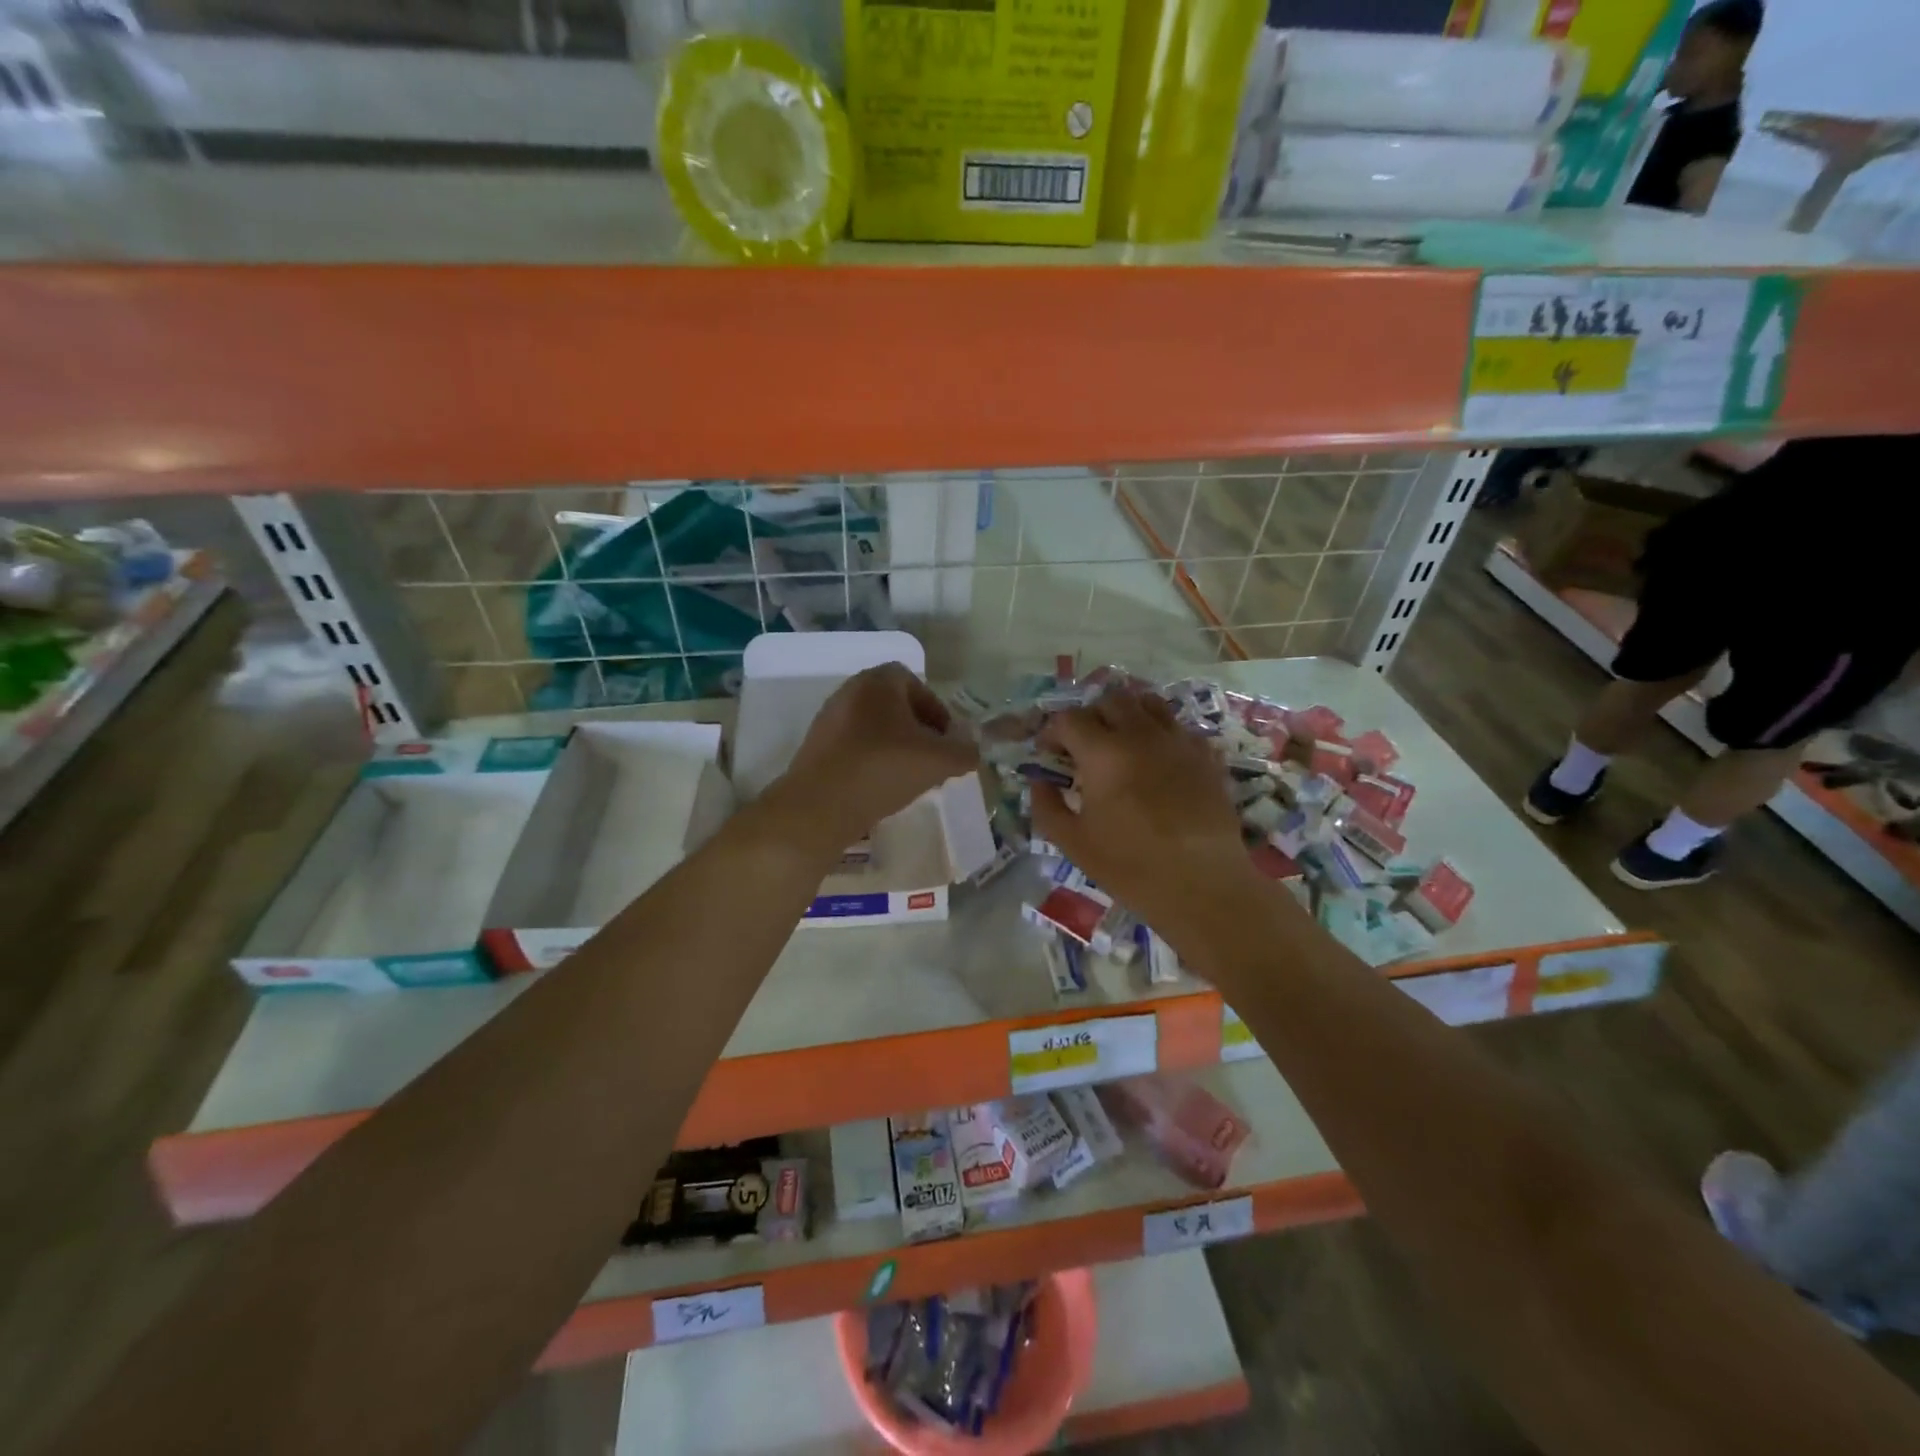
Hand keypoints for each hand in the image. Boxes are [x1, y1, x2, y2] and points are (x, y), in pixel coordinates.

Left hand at [775, 662, 979, 846]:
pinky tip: (880, 786)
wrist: (820, 806)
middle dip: (917, 730)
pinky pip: (853, 746)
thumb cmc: (883, 769)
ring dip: (894, 746)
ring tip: (909, 776)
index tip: (947, 740)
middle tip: (932, 758)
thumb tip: (971, 750)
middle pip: (893, 705)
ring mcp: (829, 719)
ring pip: (873, 727)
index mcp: (878, 681)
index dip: (936, 710)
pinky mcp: (815, 747)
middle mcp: (850, 691)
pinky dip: (871, 760)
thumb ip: (964, 752)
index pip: (915, 683)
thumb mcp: (938, 761)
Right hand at [1030, 690, 1255, 936]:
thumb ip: (1047, 806)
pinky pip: (1177, 726)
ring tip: (1120, 741)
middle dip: (1089, 717)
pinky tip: (1156, 760)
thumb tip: (1039, 782)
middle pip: (1109, 700)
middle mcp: (1141, 735)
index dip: (1051, 732)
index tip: (1048, 754)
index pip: (1069, 719)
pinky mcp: (1206, 755)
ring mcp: (1178, 741)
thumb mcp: (1073, 843)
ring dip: (1126, 714)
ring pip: (1148, 703)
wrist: (1204, 885)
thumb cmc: (1131, 867)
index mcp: (1104, 753)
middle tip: (1083, 746)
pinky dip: (1159, 732)